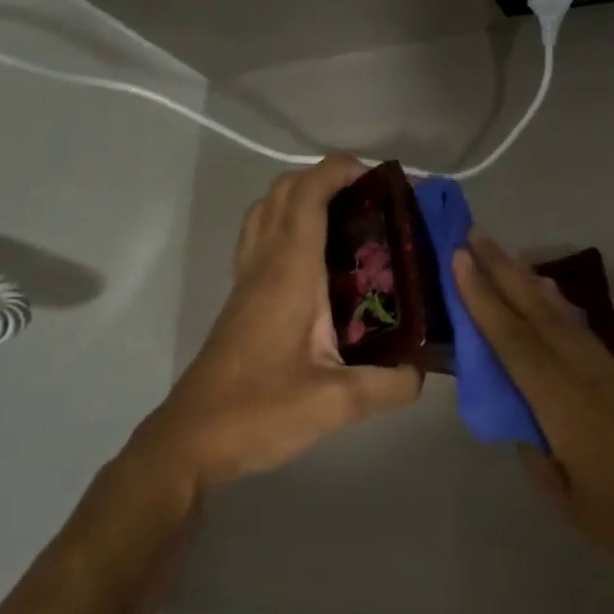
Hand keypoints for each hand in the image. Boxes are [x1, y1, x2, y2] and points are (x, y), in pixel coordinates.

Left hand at [134, 156, 422, 488]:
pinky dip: (290, 226)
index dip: (339, 172)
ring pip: (266, 213)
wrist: (190, 442)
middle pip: (282, 193)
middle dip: (325, 178)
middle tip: (372, 200)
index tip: (380, 177)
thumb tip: (422, 371)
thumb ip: (389, 384)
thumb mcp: (336, 404)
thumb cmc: (258, 414)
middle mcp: (264, 267)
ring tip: (350, 220)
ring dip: (303, 198)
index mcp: (288, 276)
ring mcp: (247, 282)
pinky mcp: (242, 301)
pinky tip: (323, 262)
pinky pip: (263, 240)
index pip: (306, 198)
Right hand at [451, 233, 613, 589]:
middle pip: (537, 312)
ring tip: (499, 252)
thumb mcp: (557, 492)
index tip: (460, 260)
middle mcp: (585, 373)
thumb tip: (514, 406)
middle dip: (502, 271)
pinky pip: (579, 329)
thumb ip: (530, 442)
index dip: (484, 298)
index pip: (514, 341)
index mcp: (564, 403)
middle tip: (473, 235)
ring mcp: (607, 370)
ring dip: (527, 280)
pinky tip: (544, 292)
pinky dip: (555, 304)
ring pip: (560, 314)